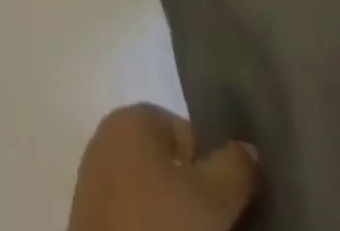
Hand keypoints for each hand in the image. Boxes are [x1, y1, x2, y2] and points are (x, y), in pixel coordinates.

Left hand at [66, 104, 257, 230]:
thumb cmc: (163, 228)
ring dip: (178, 219)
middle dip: (197, 197)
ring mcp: (96, 183)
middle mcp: (109, 140)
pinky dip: (155, 229)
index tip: (234, 207)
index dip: (215, 169)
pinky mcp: (91, 223)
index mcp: (131, 119)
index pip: (186, 132)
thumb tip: (249, 149)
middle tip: (225, 228)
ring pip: (153, 196)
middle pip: (169, 165)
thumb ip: (235, 167)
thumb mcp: (213, 198)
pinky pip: (136, 219)